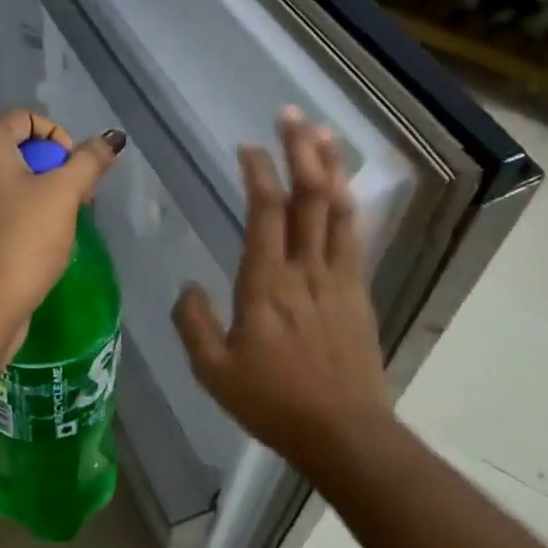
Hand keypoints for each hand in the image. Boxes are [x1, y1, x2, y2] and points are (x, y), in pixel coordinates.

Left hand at [0, 109, 124, 336]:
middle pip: (21, 151)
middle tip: (77, 199)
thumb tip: (112, 138)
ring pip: (14, 183)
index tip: (74, 168)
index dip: (57, 135)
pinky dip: (26, 217)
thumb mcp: (65, 194)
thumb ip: (89, 161)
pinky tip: (43, 244)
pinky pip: (3, 210)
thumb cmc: (24, 239)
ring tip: (64, 224)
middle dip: (56, 169)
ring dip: (45, 196)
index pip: (25, 118)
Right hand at [172, 110, 392, 470]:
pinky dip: (347, 204)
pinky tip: (343, 187)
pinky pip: (354, 236)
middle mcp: (304, 270)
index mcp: (265, 285)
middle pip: (307, 197)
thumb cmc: (274, 403)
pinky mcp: (358, 291)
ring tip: (322, 132)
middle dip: (299, 150)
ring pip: (336, 209)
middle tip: (290, 114)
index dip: (258, 173)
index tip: (248, 146)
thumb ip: (193, 324)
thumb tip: (189, 285)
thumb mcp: (214, 372)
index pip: (265, 213)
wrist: (344, 433)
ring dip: (329, 166)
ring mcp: (337, 277)